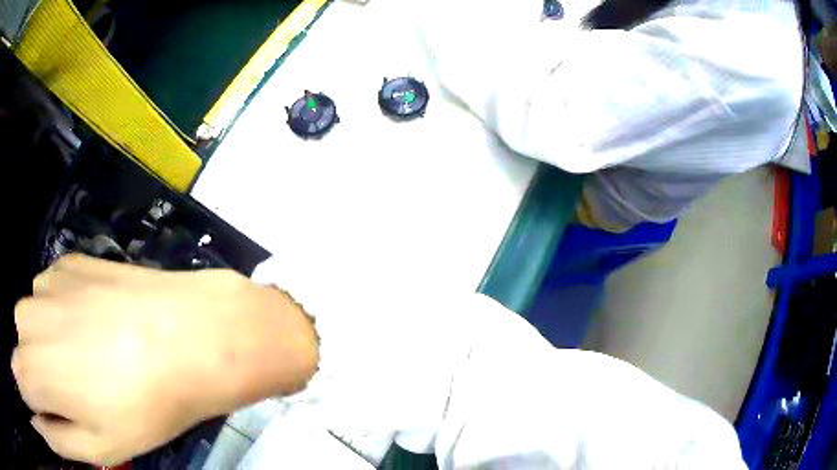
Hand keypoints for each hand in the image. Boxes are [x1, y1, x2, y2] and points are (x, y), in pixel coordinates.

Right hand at [12, 254, 317, 464]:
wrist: (189, 334)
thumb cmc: (143, 405)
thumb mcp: (96, 445)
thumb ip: (54, 437)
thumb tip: (42, 429)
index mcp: (32, 369)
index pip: (20, 380)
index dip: (26, 395)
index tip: (35, 407)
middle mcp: (27, 319)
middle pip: (22, 356)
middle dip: (37, 379)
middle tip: (75, 396)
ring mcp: (46, 285)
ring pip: (34, 326)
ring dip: (48, 348)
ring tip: (91, 365)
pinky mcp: (68, 265)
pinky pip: (52, 297)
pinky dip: (62, 317)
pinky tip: (96, 327)